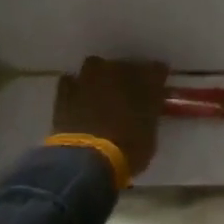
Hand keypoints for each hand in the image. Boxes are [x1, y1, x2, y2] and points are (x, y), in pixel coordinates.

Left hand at [51, 56, 169, 177]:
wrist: (86, 157)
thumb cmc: (128, 149)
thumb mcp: (149, 133)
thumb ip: (149, 113)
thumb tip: (148, 108)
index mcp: (145, 81)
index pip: (157, 69)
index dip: (158, 79)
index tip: (157, 89)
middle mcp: (118, 71)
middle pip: (126, 65)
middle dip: (129, 76)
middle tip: (128, 94)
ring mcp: (90, 77)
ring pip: (97, 66)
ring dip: (101, 76)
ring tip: (101, 92)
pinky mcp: (65, 89)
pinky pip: (73, 80)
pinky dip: (77, 87)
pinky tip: (79, 98)